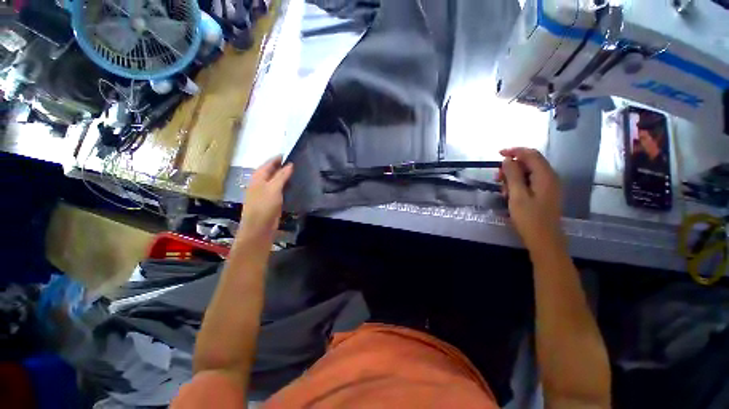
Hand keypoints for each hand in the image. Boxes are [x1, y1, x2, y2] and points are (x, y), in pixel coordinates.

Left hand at [239, 156, 293, 242]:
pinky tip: (292, 186)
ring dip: (284, 176)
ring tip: (296, 172)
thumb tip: (290, 164)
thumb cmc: (264, 205)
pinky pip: (278, 189)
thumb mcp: (274, 188)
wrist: (259, 227)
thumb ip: (282, 175)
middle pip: (271, 171)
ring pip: (275, 180)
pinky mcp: (270, 201)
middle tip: (296, 162)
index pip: (268, 163)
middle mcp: (260, 183)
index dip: (278, 158)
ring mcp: (264, 192)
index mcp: (258, 177)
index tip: (290, 154)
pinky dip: (284, 185)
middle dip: (281, 166)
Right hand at [498, 148, 563, 249]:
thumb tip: (508, 159)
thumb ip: (513, 175)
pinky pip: (530, 182)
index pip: (531, 154)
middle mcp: (550, 177)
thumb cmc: (529, 218)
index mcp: (545, 176)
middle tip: (496, 178)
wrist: (544, 240)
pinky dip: (518, 184)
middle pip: (530, 162)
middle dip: (511, 167)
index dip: (515, 151)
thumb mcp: (517, 196)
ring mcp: (548, 186)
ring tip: (501, 189)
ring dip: (513, 177)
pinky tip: (509, 194)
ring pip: (528, 173)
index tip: (498, 154)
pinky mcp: (544, 194)